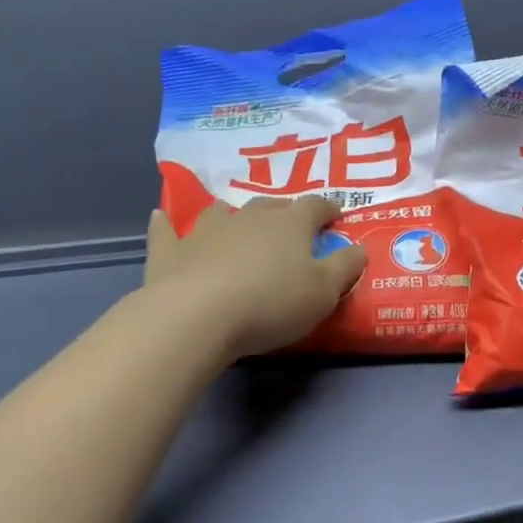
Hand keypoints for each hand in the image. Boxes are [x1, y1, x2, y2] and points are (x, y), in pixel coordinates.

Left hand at [142, 197, 365, 361]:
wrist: (198, 316)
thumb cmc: (271, 303)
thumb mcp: (324, 292)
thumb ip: (345, 267)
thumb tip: (360, 247)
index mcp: (290, 225)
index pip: (315, 207)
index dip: (329, 209)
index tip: (337, 215)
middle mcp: (249, 218)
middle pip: (271, 206)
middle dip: (284, 212)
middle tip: (291, 226)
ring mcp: (206, 231)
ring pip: (221, 212)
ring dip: (231, 214)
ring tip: (235, 221)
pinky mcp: (172, 252)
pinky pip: (167, 232)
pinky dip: (167, 225)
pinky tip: (161, 218)